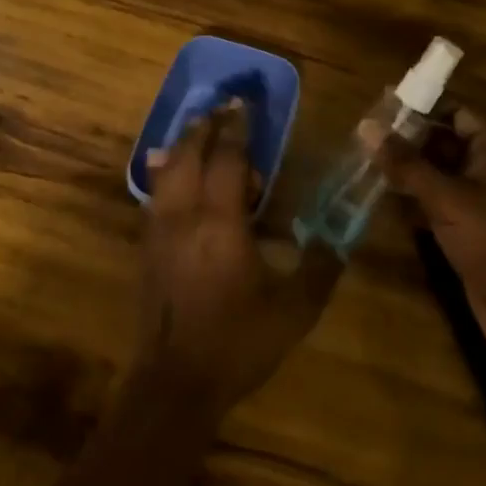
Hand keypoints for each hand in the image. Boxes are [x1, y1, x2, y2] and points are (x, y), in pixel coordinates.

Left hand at [137, 101, 341, 417]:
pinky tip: (169, 175)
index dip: (238, 128)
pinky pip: (154, 196)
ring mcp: (159, 231)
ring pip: (166, 172)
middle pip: (189, 154)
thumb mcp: (294, 310)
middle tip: (220, 109)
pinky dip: (165, 174)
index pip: (229, 159)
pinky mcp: (146, 249)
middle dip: (205, 127)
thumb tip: (340, 240)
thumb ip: (320, 268)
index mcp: (221, 222)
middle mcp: (185, 215)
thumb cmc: (238, 342)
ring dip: (182, 146)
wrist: (174, 382)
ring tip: (197, 131)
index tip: (244, 103)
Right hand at [382, 108, 485, 364]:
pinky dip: (411, 194)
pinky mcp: (466, 223)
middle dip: (405, 138)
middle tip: (362, 135)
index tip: (377, 107)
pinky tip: (378, 192)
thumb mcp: (446, 197)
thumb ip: (405, 162)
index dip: (418, 107)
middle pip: (442, 139)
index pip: (453, 110)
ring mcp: (477, 195)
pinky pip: (434, 198)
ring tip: (362, 160)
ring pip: (435, 170)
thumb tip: (366, 125)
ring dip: (405, 167)